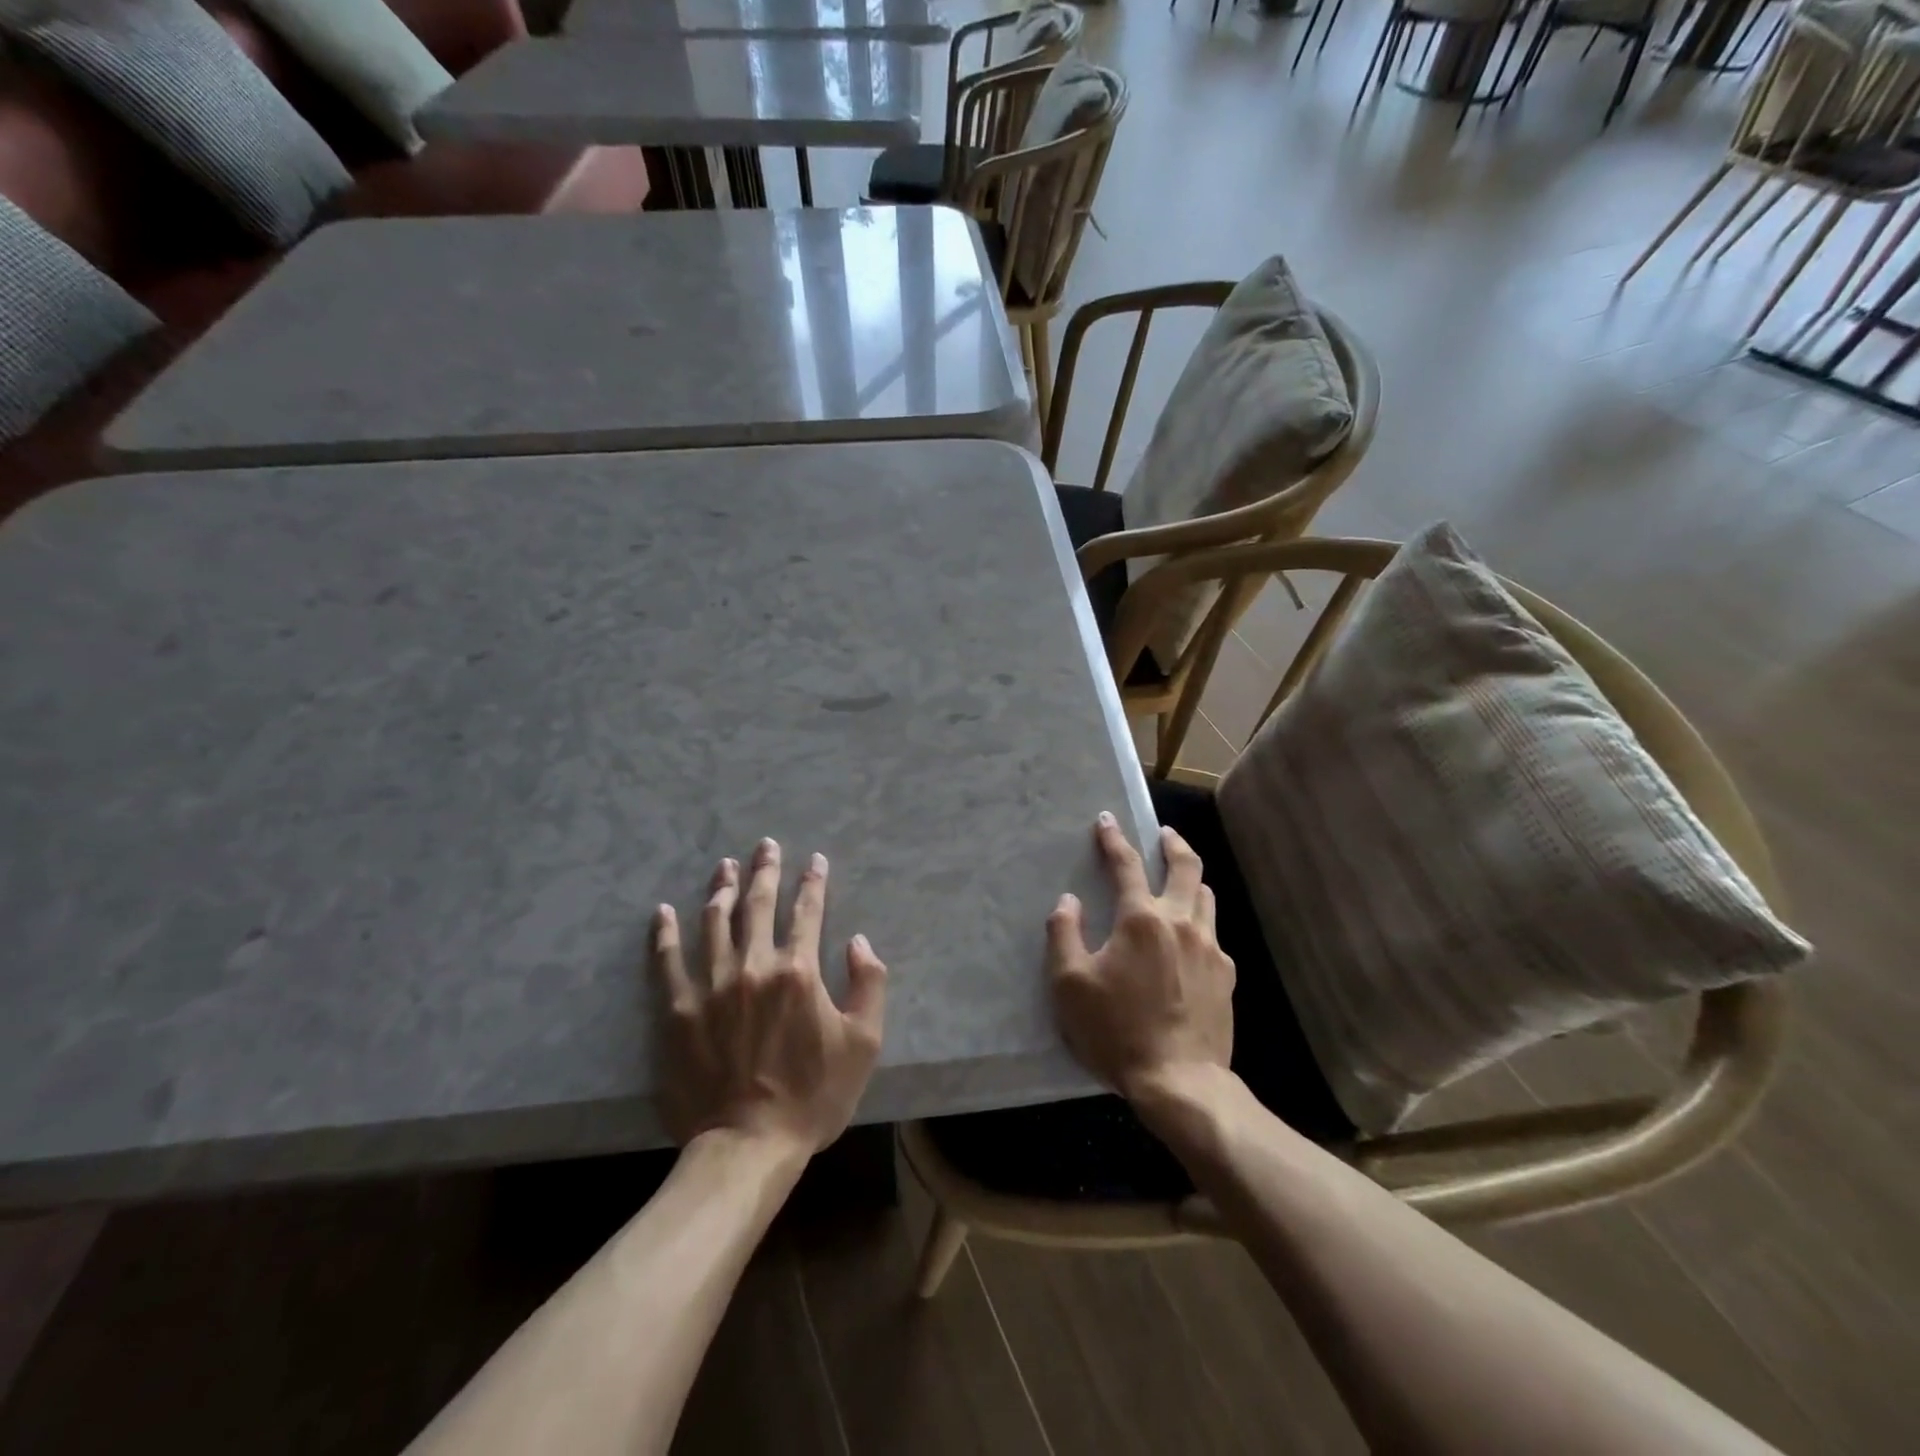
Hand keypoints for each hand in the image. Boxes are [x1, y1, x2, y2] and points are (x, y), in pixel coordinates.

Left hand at [652, 838, 886, 1154]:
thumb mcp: (864, 1043)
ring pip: (714, 922)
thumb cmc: (813, 1096)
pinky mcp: (676, 1010)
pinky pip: (666, 961)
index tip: (814, 860)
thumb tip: (859, 941)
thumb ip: (870, 984)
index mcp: (799, 971)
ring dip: (721, 889)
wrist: (748, 1146)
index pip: (808, 911)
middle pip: (758, 905)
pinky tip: (664, 911)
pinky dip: (665, 932)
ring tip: (724, 866)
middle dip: (765, 870)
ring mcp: (711, 985)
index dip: (813, 882)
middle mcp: (753, 966)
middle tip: (765, 845)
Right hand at [1048, 812, 1233, 1102]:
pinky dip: (1200, 922)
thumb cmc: (1117, 1031)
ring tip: (1179, 880)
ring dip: (1191, 880)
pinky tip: (1190, 939)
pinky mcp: (1226, 976)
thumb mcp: (1070, 985)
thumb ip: (1063, 934)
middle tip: (1163, 834)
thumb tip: (1068, 901)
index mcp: (1142, 920)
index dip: (1114, 839)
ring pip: (1206, 897)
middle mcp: (1182, 923)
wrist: (1180, 1082)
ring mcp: (1210, 949)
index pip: (1127, 865)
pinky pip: (1213, 934)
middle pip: (1186, 867)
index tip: (1107, 820)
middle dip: (1173, 843)